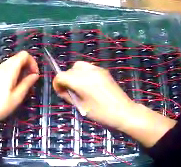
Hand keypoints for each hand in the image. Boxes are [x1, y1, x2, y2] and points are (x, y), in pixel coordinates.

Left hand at [0, 51, 39, 138]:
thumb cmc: (1, 107)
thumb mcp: (17, 97)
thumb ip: (27, 83)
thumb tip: (35, 74)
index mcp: (8, 70)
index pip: (23, 55)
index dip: (32, 62)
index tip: (35, 75)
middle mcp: (0, 67)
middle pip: (17, 57)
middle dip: (27, 65)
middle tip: (30, 80)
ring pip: (10, 63)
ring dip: (19, 69)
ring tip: (21, 84)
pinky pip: (3, 68)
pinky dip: (11, 72)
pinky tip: (11, 86)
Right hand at [53, 61, 175, 147]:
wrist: (123, 111)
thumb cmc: (100, 113)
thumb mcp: (81, 107)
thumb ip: (69, 96)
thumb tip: (63, 90)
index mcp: (81, 81)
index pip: (61, 76)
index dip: (57, 85)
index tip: (61, 94)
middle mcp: (88, 71)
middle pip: (70, 69)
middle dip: (66, 79)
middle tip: (70, 92)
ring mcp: (98, 69)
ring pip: (79, 66)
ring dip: (75, 75)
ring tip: (80, 88)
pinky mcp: (104, 71)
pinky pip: (89, 68)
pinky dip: (84, 74)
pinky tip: (90, 86)